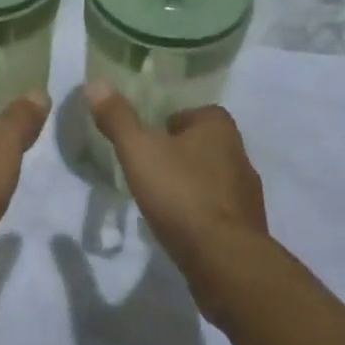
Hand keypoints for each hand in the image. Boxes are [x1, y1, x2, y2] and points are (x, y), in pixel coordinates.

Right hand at [84, 84, 266, 309]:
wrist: (224, 260)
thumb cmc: (181, 194)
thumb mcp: (139, 151)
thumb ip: (118, 118)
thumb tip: (95, 83)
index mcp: (219, 129)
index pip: (198, 113)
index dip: (173, 122)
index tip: (150, 139)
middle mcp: (240, 155)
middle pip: (206, 145)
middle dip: (181, 154)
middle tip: (150, 167)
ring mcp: (248, 195)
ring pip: (214, 179)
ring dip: (191, 185)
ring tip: (162, 199)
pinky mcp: (248, 229)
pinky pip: (219, 211)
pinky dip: (201, 214)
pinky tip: (180, 227)